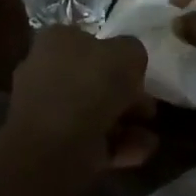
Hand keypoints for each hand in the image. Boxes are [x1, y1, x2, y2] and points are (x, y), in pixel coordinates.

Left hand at [3, 27, 157, 178]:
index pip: (91, 42)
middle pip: (95, 81)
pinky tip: (139, 153)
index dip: (120, 58)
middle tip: (148, 110)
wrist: (52, 147)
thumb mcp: (127, 54)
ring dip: (126, 125)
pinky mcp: (51, 147)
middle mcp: (46, 71)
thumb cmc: (89, 86)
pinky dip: (116, 147)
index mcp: (57, 41)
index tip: (140, 75)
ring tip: (150, 138)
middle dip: (126, 97)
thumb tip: (130, 64)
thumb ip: (133, 53)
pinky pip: (90, 141)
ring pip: (95, 114)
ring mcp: (46, 111)